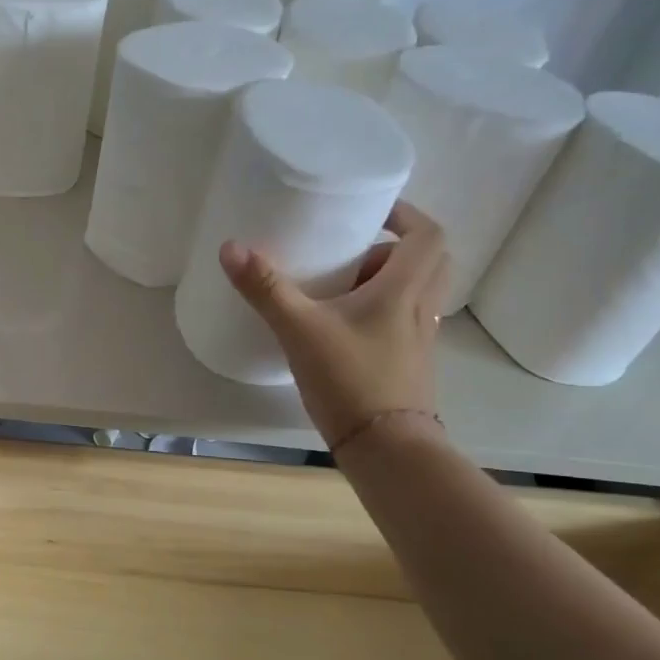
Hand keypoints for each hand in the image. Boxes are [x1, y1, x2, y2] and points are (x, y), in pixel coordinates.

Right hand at [219, 202, 449, 447]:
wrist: (386, 448)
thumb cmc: (350, 379)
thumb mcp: (300, 329)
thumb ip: (266, 288)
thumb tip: (231, 247)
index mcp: (404, 290)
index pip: (427, 234)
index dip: (405, 214)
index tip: (371, 212)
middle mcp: (421, 308)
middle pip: (429, 261)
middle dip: (396, 247)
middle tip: (356, 249)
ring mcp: (420, 338)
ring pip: (418, 292)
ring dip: (389, 280)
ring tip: (344, 286)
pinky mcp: (409, 362)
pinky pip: (405, 320)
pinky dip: (384, 310)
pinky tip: (345, 326)